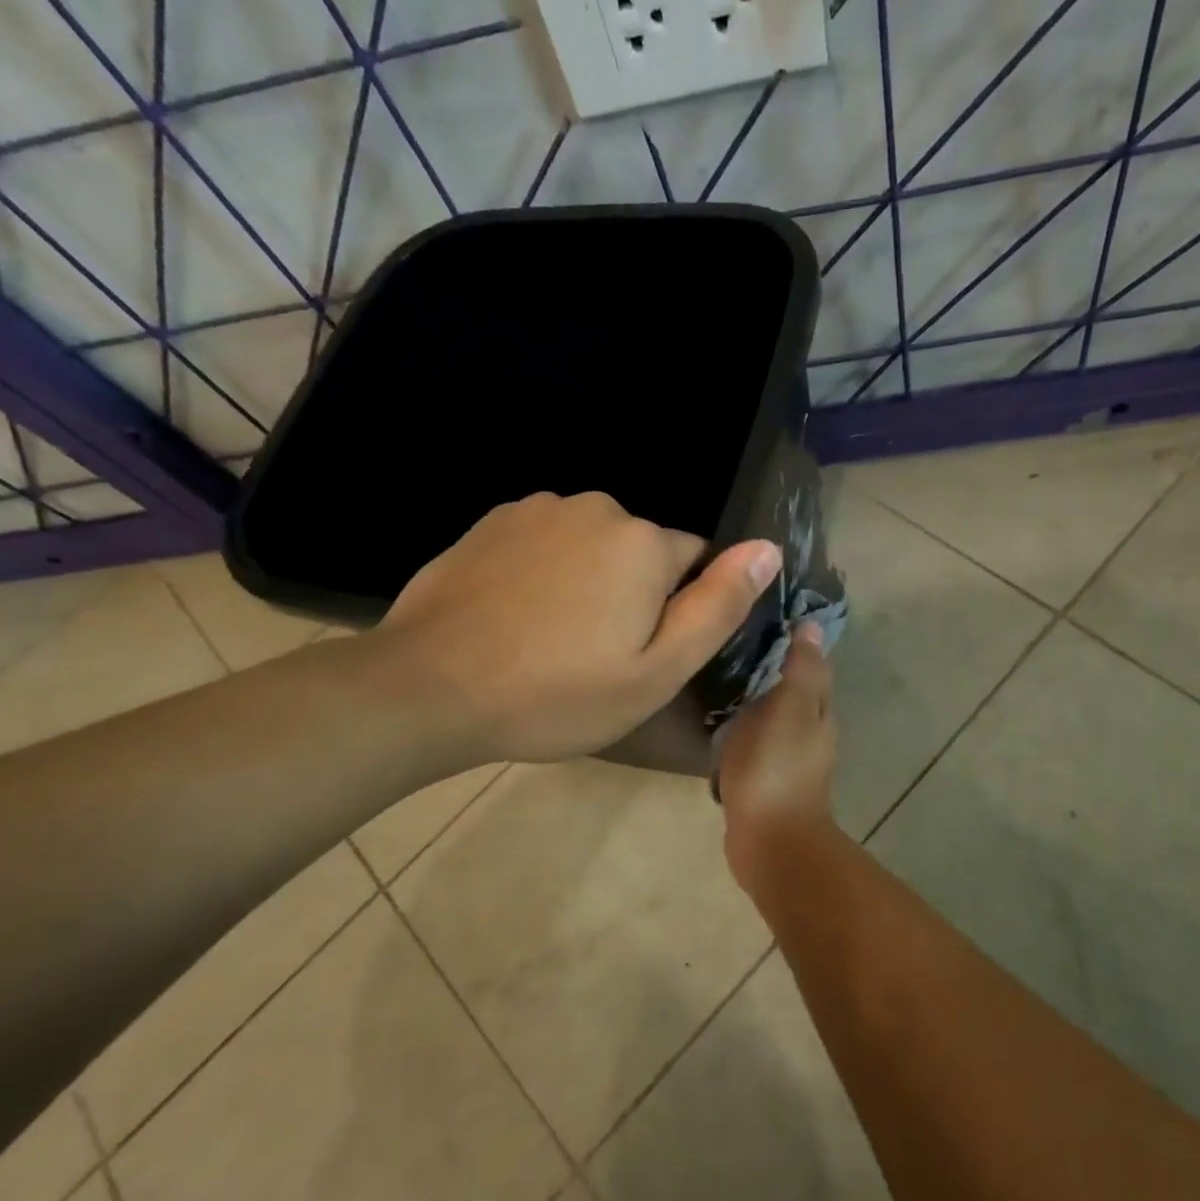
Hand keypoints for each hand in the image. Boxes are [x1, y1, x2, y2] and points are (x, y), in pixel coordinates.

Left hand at [374, 492, 778, 764]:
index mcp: (644, 543)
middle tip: (595, 656)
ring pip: (593, 546)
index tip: (641, 654)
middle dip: (633, 593)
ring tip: (550, 639)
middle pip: (642, 552)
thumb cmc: (557, 693)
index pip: (696, 563)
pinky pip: (546, 543)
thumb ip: (719, 606)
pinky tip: (515, 616)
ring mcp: (538, 509)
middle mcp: (597, 508)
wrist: (430, 688)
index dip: (677, 612)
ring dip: (587, 581)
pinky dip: (544, 572)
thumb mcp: (656, 671)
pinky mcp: (493, 521)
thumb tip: (769, 548)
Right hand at [716, 624, 837, 882]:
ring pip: (773, 714)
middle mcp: (809, 730)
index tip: (766, 614)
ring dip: (755, 696)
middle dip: (771, 665)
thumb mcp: (789, 708)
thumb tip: (811, 625)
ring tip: (722, 674)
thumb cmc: (777, 768)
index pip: (811, 663)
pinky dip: (744, 726)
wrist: (770, 841)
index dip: (794, 639)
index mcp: (818, 710)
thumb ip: (800, 669)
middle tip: (734, 640)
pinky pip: (755, 740)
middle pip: (792, 687)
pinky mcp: (764, 778)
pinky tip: (722, 720)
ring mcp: (787, 757)